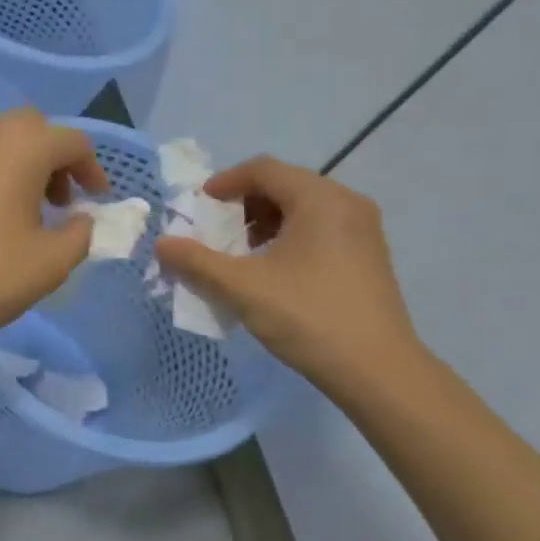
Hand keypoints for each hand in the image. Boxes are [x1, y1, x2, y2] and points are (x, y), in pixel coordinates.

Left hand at [0, 110, 108, 355]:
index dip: (92, 170)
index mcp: (20, 145)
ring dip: (17, 165)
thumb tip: (81, 219)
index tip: (96, 201)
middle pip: (30, 130)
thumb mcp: (50, 263)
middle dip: (52, 160)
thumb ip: (80, 234)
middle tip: (58, 202)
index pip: (71, 142)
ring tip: (20, 211)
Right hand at [153, 158, 420, 391]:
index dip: (225, 182)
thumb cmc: (308, 317)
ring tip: (240, 254)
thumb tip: (161, 244)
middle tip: (216, 232)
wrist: (378, 371)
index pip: (264, 170)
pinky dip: (288, 238)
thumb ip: (197, 262)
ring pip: (303, 209)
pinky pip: (320, 229)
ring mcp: (363, 230)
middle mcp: (347, 204)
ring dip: (264, 222)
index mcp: (320, 199)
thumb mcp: (243, 288)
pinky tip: (273, 272)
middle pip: (284, 185)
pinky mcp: (368, 256)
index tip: (198, 207)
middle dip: (243, 205)